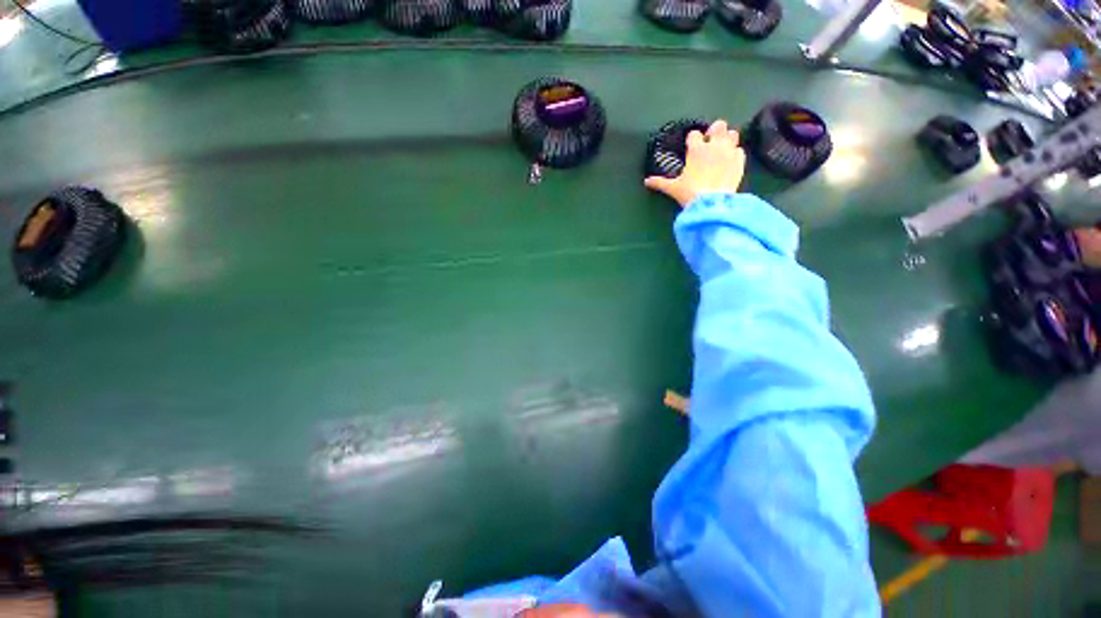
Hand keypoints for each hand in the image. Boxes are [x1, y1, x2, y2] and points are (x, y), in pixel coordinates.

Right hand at [644, 119, 745, 207]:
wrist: (712, 202)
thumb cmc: (690, 193)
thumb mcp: (673, 188)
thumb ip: (660, 183)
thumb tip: (646, 182)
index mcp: (696, 149)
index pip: (694, 134)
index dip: (693, 139)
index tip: (691, 146)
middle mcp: (714, 145)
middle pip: (718, 125)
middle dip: (715, 131)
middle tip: (711, 142)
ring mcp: (729, 151)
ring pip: (733, 133)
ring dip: (728, 139)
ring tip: (723, 149)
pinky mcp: (739, 160)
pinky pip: (740, 150)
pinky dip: (735, 153)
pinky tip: (730, 161)